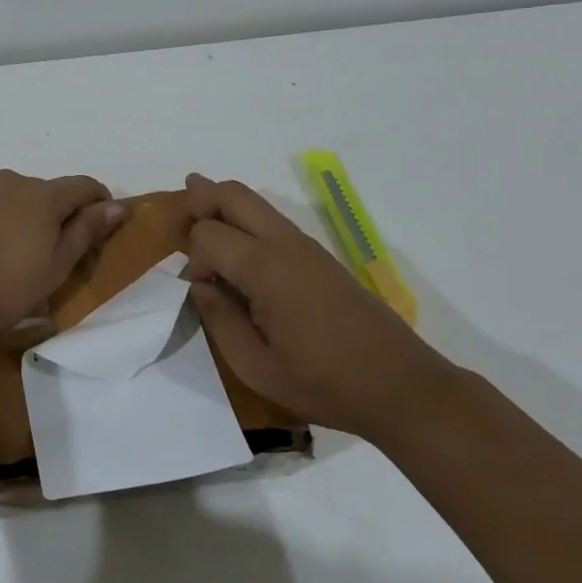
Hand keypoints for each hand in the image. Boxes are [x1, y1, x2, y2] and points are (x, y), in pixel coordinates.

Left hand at [0, 171, 127, 335]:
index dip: (98, 202)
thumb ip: (86, 232)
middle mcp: (7, 181)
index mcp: (42, 196)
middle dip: (47, 215)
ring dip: (8, 216)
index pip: (82, 187)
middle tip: (39, 253)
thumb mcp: (54, 269)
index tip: (100, 224)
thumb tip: (116, 206)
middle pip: (39, 193)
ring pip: (0, 197)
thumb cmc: (2, 289)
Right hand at [182, 173, 447, 438]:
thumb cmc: (325, 383)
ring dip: (224, 203)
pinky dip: (246, 218)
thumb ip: (220, 320)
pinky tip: (237, 240)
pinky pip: (273, 221)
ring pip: (257, 202)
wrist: (401, 387)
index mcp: (267, 269)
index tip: (199, 291)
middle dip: (203, 196)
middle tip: (180, 206)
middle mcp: (286, 245)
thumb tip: (199, 286)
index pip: (210, 234)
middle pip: (235, 195)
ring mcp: (307, 247)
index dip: (193, 258)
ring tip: (197, 207)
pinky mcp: (321, 258)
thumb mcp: (257, 367)